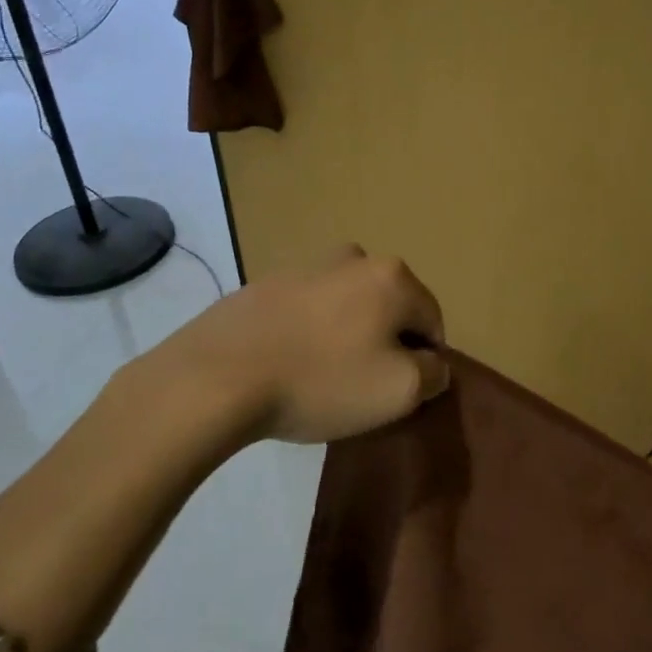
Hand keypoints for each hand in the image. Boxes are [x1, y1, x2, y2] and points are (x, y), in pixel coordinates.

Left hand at [149, 245, 448, 444]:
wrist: (219, 375)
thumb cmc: (322, 380)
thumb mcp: (398, 391)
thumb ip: (432, 375)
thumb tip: (433, 364)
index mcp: (392, 276)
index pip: (432, 322)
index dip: (424, 362)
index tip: (399, 393)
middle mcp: (355, 258)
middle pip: (390, 308)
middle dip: (386, 344)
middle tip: (362, 386)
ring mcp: (307, 266)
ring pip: (349, 306)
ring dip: (348, 335)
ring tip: (323, 377)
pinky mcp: (268, 283)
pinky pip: (309, 310)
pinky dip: (311, 333)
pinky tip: (291, 365)